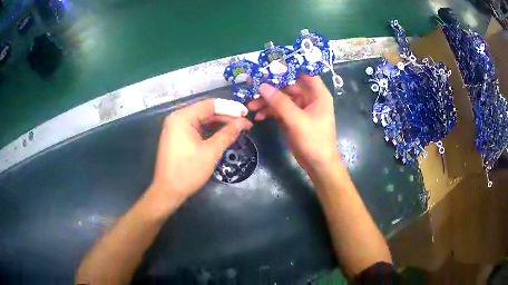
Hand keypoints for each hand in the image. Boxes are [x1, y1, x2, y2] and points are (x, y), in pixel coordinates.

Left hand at [149, 99, 252, 212]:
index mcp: (182, 117)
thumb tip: (243, 122)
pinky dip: (210, 131)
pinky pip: (196, 129)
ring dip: (219, 124)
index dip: (230, 108)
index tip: (246, 113)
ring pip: (202, 120)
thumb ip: (227, 134)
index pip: (210, 105)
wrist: (168, 191)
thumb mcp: (211, 152)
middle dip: (226, 116)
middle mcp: (177, 118)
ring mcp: (176, 128)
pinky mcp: (177, 137)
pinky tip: (223, 133)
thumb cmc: (188, 171)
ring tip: (238, 128)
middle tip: (245, 122)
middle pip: (205, 111)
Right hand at [248, 75, 339, 175]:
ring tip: (251, 106)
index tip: (269, 66)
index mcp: (317, 94)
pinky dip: (269, 112)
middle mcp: (309, 98)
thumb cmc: (314, 141)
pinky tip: (258, 117)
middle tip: (252, 89)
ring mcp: (300, 109)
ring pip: (281, 99)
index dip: (288, 68)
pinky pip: (279, 111)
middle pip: (288, 86)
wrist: (318, 165)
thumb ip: (280, 103)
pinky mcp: (292, 119)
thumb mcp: (297, 121)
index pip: (303, 73)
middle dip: (270, 89)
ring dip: (266, 102)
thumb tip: (262, 86)